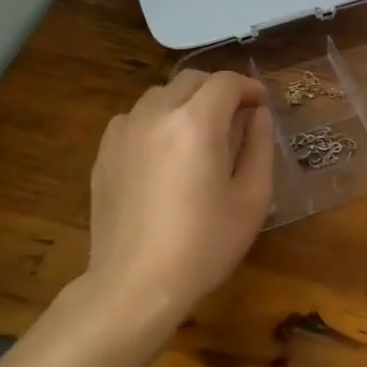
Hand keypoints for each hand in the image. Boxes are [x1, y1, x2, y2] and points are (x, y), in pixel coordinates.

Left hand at [86, 69, 274, 323]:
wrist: (134, 286)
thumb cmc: (204, 245)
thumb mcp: (252, 198)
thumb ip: (259, 146)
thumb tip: (258, 114)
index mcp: (197, 122)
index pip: (226, 82)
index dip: (249, 87)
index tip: (261, 105)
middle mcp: (157, 114)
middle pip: (191, 80)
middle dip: (218, 90)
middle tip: (236, 116)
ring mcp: (125, 131)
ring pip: (160, 95)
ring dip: (185, 102)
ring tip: (199, 133)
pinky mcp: (104, 153)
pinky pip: (134, 118)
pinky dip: (155, 121)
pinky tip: (163, 152)